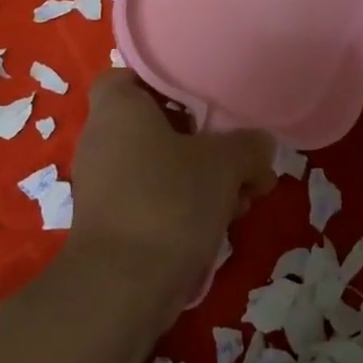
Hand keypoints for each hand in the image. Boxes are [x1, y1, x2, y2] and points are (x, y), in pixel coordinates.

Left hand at [66, 71, 275, 312]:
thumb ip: (249, 146)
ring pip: (162, 166)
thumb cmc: (169, 200)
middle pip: (158, 125)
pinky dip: (187, 205)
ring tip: (246, 197)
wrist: (122, 287)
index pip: (131, 75)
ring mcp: (105, 185)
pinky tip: (225, 222)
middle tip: (241, 155)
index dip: (166, 82)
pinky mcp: (112, 223)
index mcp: (118, 110)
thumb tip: (260, 145)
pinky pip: (155, 198)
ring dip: (204, 178)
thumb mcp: (225, 164)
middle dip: (205, 141)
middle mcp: (102, 141)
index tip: (203, 97)